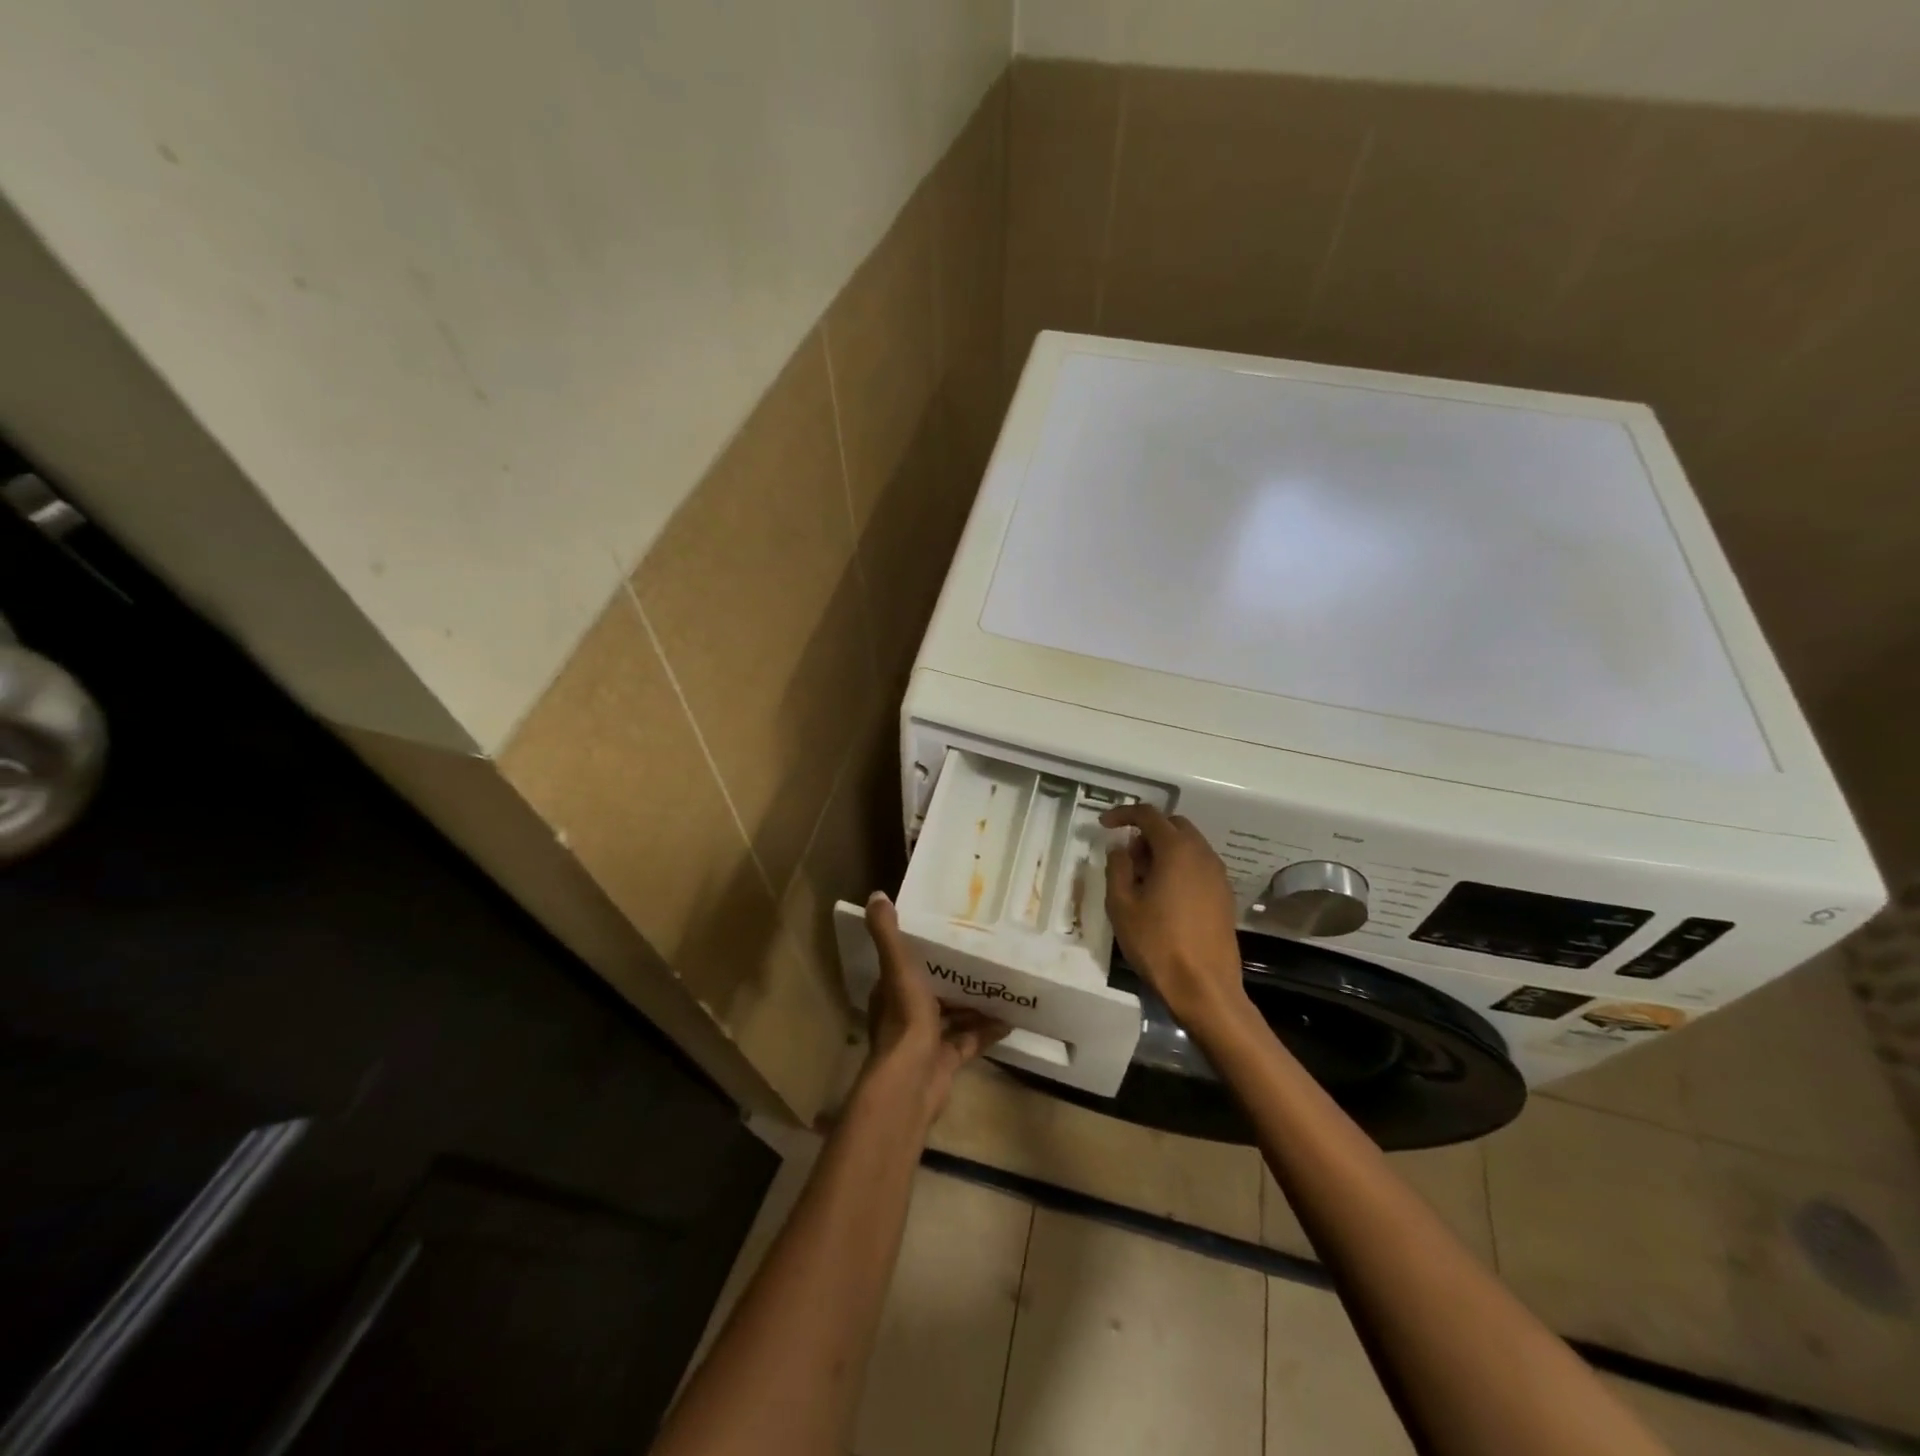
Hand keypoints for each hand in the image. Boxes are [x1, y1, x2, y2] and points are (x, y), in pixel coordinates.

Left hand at [861, 892, 1007, 1123]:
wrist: (912, 1080)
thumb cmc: (905, 1019)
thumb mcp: (897, 968)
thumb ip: (887, 934)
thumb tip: (876, 895)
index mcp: (892, 991)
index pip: (905, 966)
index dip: (924, 952)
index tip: (948, 935)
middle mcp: (907, 1014)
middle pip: (934, 991)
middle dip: (955, 978)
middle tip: (984, 959)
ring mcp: (927, 1040)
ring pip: (953, 1016)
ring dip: (974, 1004)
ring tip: (1002, 986)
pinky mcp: (946, 1061)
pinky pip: (969, 1041)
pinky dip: (986, 1031)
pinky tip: (1009, 1021)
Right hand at [1101, 805, 1250, 1035]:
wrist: (1204, 987)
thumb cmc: (1157, 943)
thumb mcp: (1122, 905)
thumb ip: (1117, 868)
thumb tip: (1120, 849)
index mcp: (1176, 850)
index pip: (1149, 815)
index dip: (1123, 814)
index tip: (1104, 824)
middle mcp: (1202, 854)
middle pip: (1173, 825)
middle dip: (1147, 832)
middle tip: (1126, 857)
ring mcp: (1218, 875)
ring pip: (1189, 845)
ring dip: (1164, 850)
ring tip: (1142, 880)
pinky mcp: (1224, 895)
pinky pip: (1199, 866)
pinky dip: (1179, 867)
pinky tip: (1164, 896)